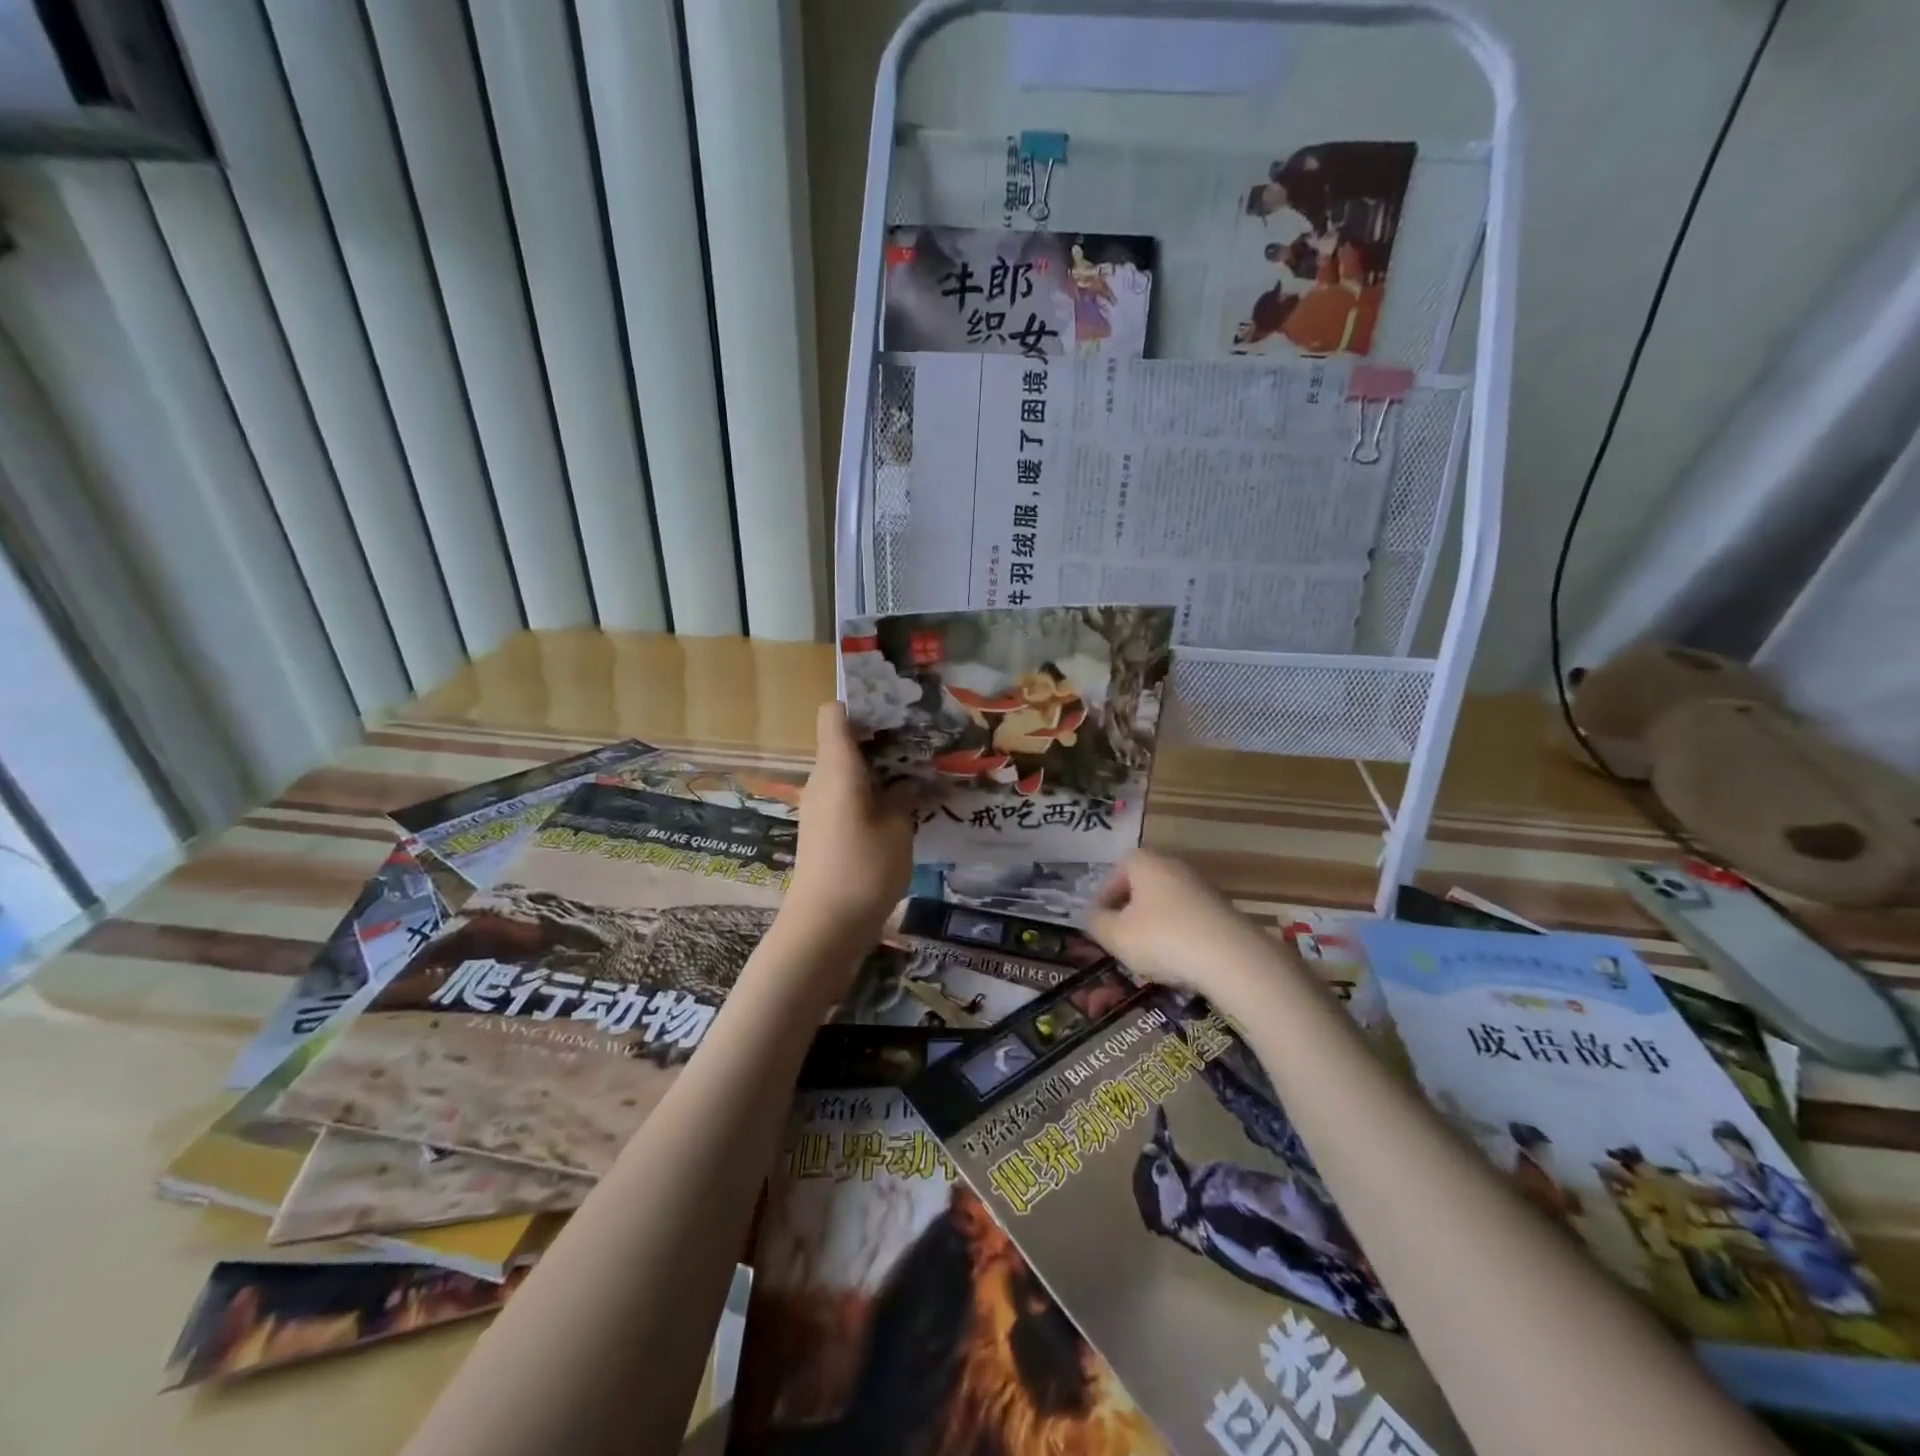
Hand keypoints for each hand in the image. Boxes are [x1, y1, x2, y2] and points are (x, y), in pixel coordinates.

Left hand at [780, 702, 914, 957]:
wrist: (823, 928)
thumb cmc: (863, 870)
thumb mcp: (897, 830)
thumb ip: (903, 798)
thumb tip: (905, 783)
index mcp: (837, 769)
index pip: (834, 714)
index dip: (861, 703)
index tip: (896, 710)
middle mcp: (822, 780)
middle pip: (844, 741)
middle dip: (880, 737)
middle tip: (921, 742)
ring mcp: (819, 806)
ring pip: (847, 771)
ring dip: (878, 769)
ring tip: (918, 775)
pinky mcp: (822, 830)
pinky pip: (845, 795)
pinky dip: (870, 793)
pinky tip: (900, 809)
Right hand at [1088, 849, 1279, 1009]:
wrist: (1232, 958)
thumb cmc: (1163, 938)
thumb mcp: (1116, 935)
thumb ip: (1096, 922)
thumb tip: (1094, 915)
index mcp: (1146, 863)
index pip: (1118, 869)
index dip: (1106, 893)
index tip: (1101, 919)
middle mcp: (1174, 866)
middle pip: (1144, 884)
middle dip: (1130, 909)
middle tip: (1121, 936)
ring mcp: (1202, 887)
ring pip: (1166, 902)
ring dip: (1154, 924)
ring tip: (1147, 954)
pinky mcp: (1222, 910)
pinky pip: (1189, 918)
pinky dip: (1178, 934)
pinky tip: (1177, 961)